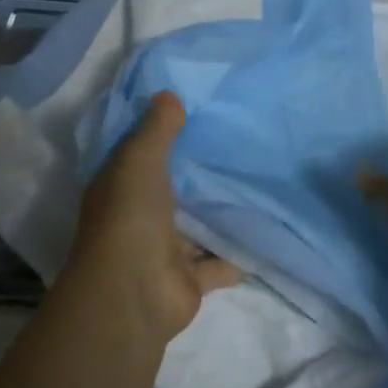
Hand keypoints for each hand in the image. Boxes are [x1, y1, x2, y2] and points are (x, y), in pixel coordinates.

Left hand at [70, 92, 240, 343]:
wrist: (134, 294)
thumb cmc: (130, 216)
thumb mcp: (140, 158)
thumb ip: (157, 127)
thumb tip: (170, 94)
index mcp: (121, 186)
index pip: (140, 153)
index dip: (161, 133)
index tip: (194, 110)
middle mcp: (140, 216)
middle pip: (172, 188)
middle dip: (197, 171)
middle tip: (236, 141)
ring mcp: (165, 250)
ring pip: (196, 224)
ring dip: (218, 211)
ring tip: (258, 180)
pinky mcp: (190, 279)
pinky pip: (220, 260)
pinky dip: (238, 251)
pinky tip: (266, 228)